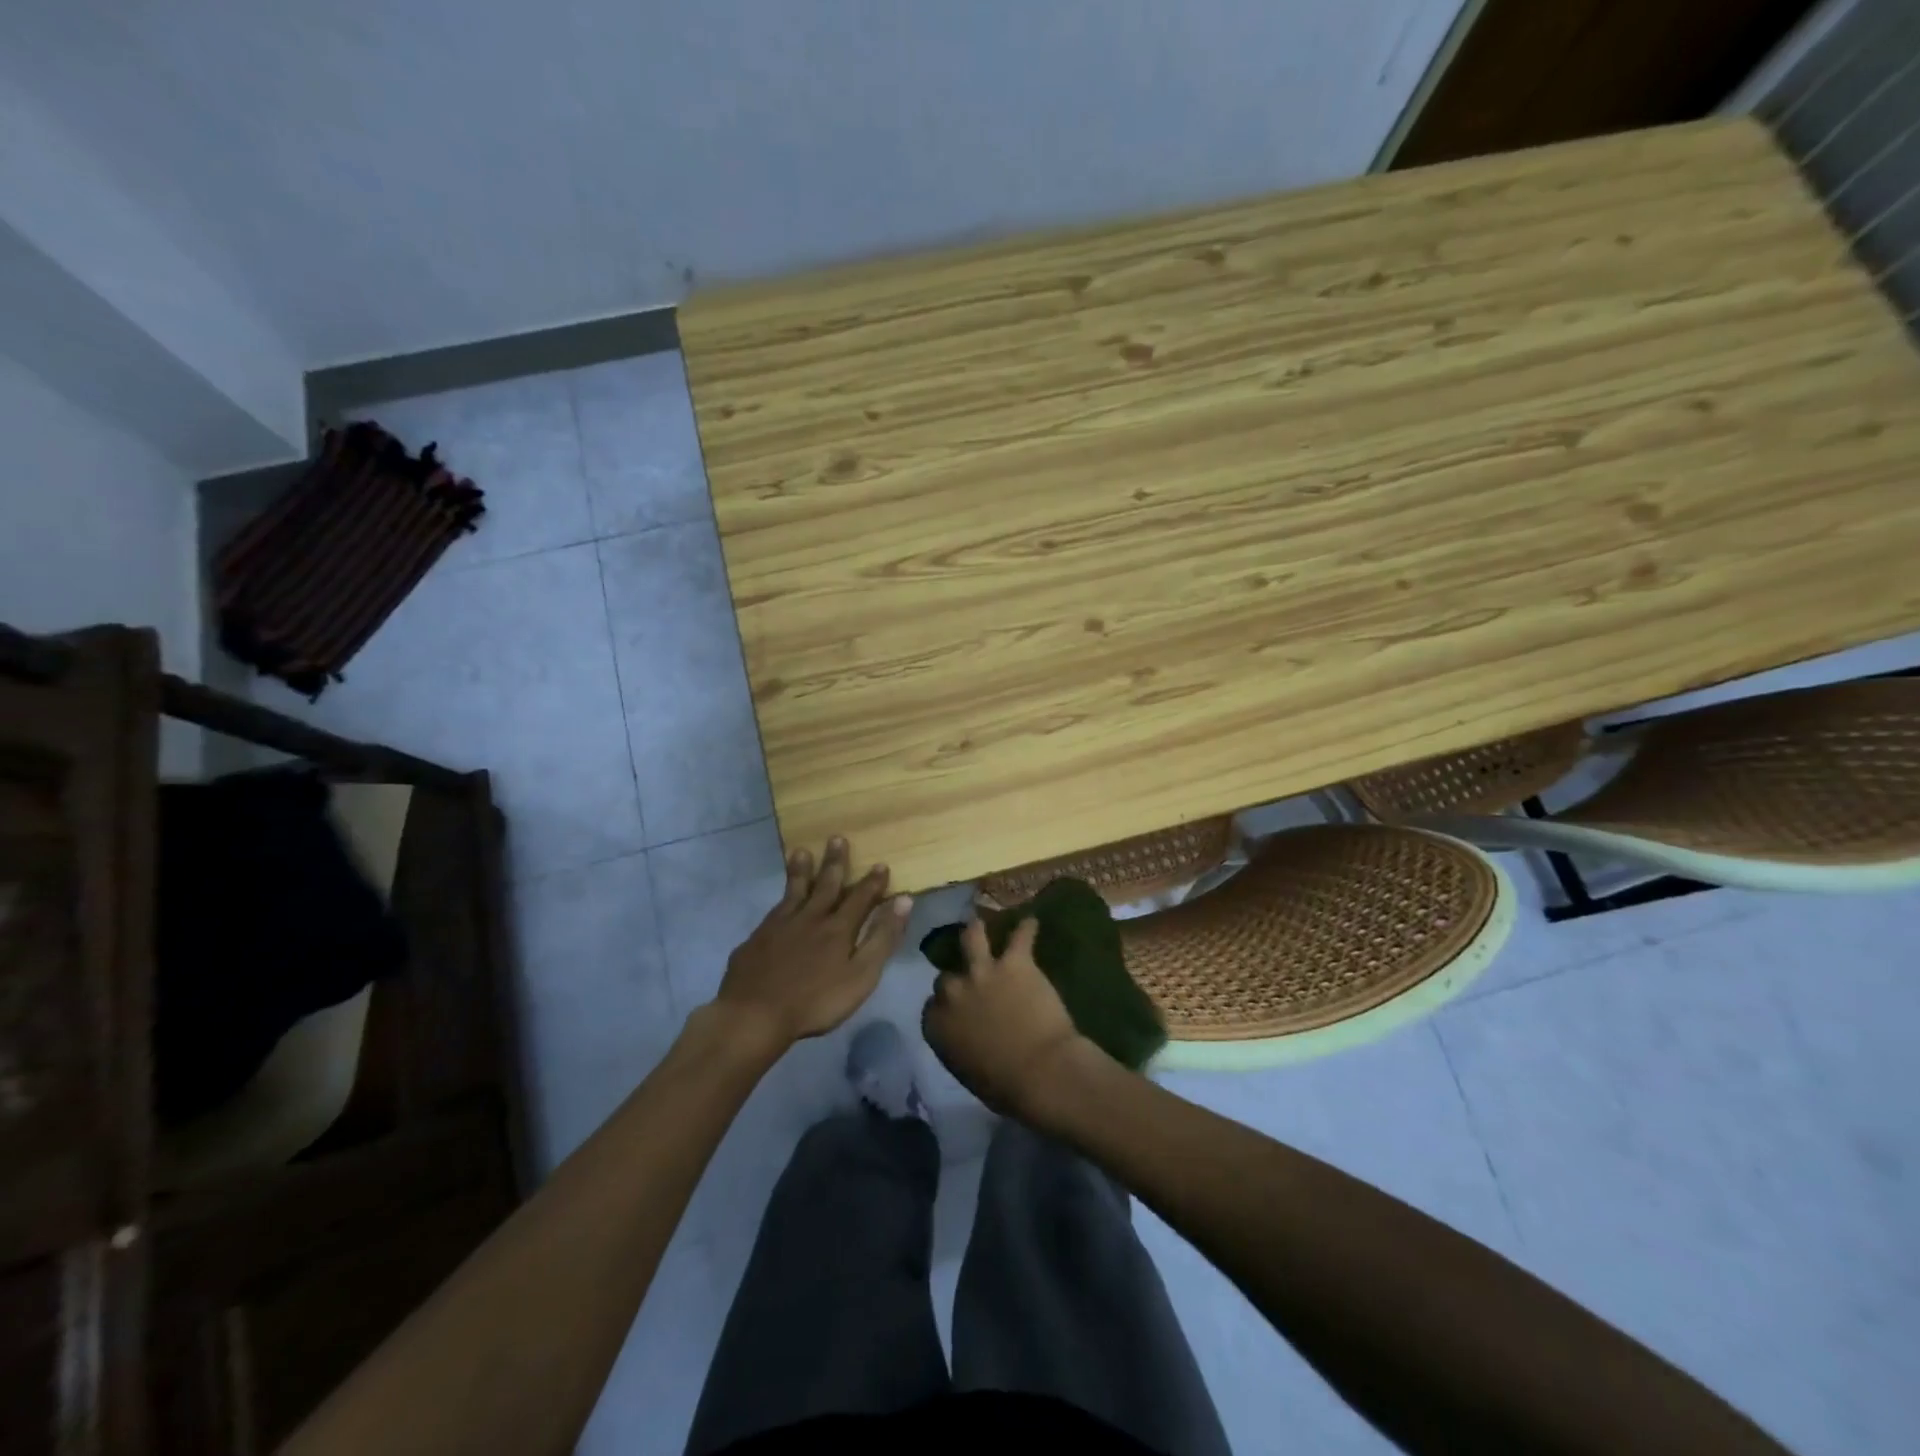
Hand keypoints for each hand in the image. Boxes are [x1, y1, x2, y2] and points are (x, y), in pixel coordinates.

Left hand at [715, 836, 912, 1051]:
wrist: (755, 1014)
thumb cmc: (816, 1002)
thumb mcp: (861, 975)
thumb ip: (882, 938)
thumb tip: (904, 900)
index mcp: (838, 928)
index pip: (860, 898)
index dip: (872, 882)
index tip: (880, 864)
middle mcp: (810, 918)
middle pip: (826, 885)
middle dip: (835, 862)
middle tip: (837, 838)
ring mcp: (780, 926)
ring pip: (794, 891)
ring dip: (801, 871)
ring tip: (801, 852)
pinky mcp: (757, 938)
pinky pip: (773, 912)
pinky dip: (779, 900)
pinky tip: (778, 902)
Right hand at [922, 917, 1092, 1120]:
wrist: (1040, 1071)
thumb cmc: (1003, 1086)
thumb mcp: (965, 1070)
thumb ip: (957, 1044)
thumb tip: (965, 1037)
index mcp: (937, 1024)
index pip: (932, 1006)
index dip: (945, 1006)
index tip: (955, 1010)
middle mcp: (953, 992)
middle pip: (948, 976)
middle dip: (958, 978)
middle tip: (969, 980)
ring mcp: (983, 972)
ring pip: (973, 936)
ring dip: (976, 930)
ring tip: (980, 922)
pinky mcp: (1015, 962)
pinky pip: (1021, 936)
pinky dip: (1027, 929)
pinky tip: (1031, 922)